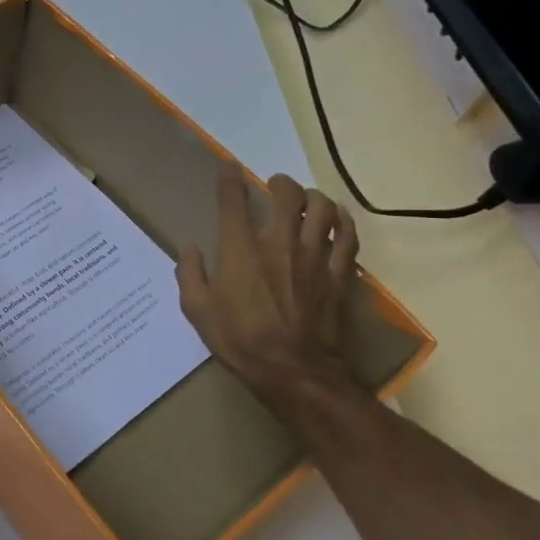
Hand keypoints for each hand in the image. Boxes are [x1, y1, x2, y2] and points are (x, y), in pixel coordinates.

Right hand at [176, 167, 358, 394]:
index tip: (229, 169)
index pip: (234, 201)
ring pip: (324, 209)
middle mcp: (279, 243)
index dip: (230, 179)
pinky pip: (349, 238)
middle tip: (276, 185)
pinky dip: (344, 223)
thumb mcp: (197, 310)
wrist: (292, 369)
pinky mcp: (339, 274)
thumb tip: (190, 250)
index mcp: (240, 249)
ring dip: (315, 198)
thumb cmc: (239, 339)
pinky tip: (339, 221)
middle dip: (281, 183)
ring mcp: (314, 257)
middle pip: (288, 196)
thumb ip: (190, 274)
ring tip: (308, 200)